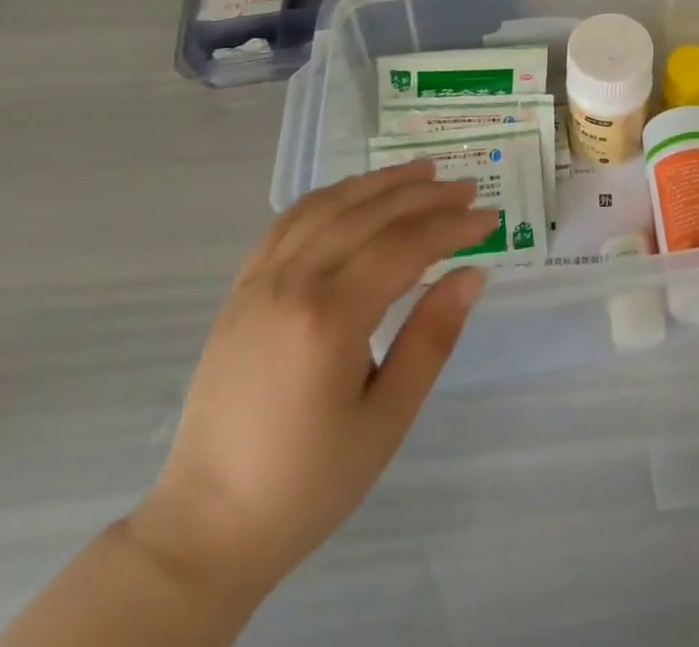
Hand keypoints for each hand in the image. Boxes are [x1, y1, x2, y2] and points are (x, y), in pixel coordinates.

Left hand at [124, 161, 494, 602]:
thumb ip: (432, 337)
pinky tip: (356, 194)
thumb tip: (472, 273)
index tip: (490, 217)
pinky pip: (289, 222)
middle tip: (468, 187)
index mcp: (329, 318)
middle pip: (370, 214)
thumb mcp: (387, 419)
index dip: (453, 225)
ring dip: (380, 183)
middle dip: (425, 195)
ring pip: (329, 206)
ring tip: (422, 171)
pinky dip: (331, 197)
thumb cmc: (309, 481)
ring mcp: (259, 282)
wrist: (207, 526)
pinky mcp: (239, 290)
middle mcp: (291, 283)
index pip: (405, 245)